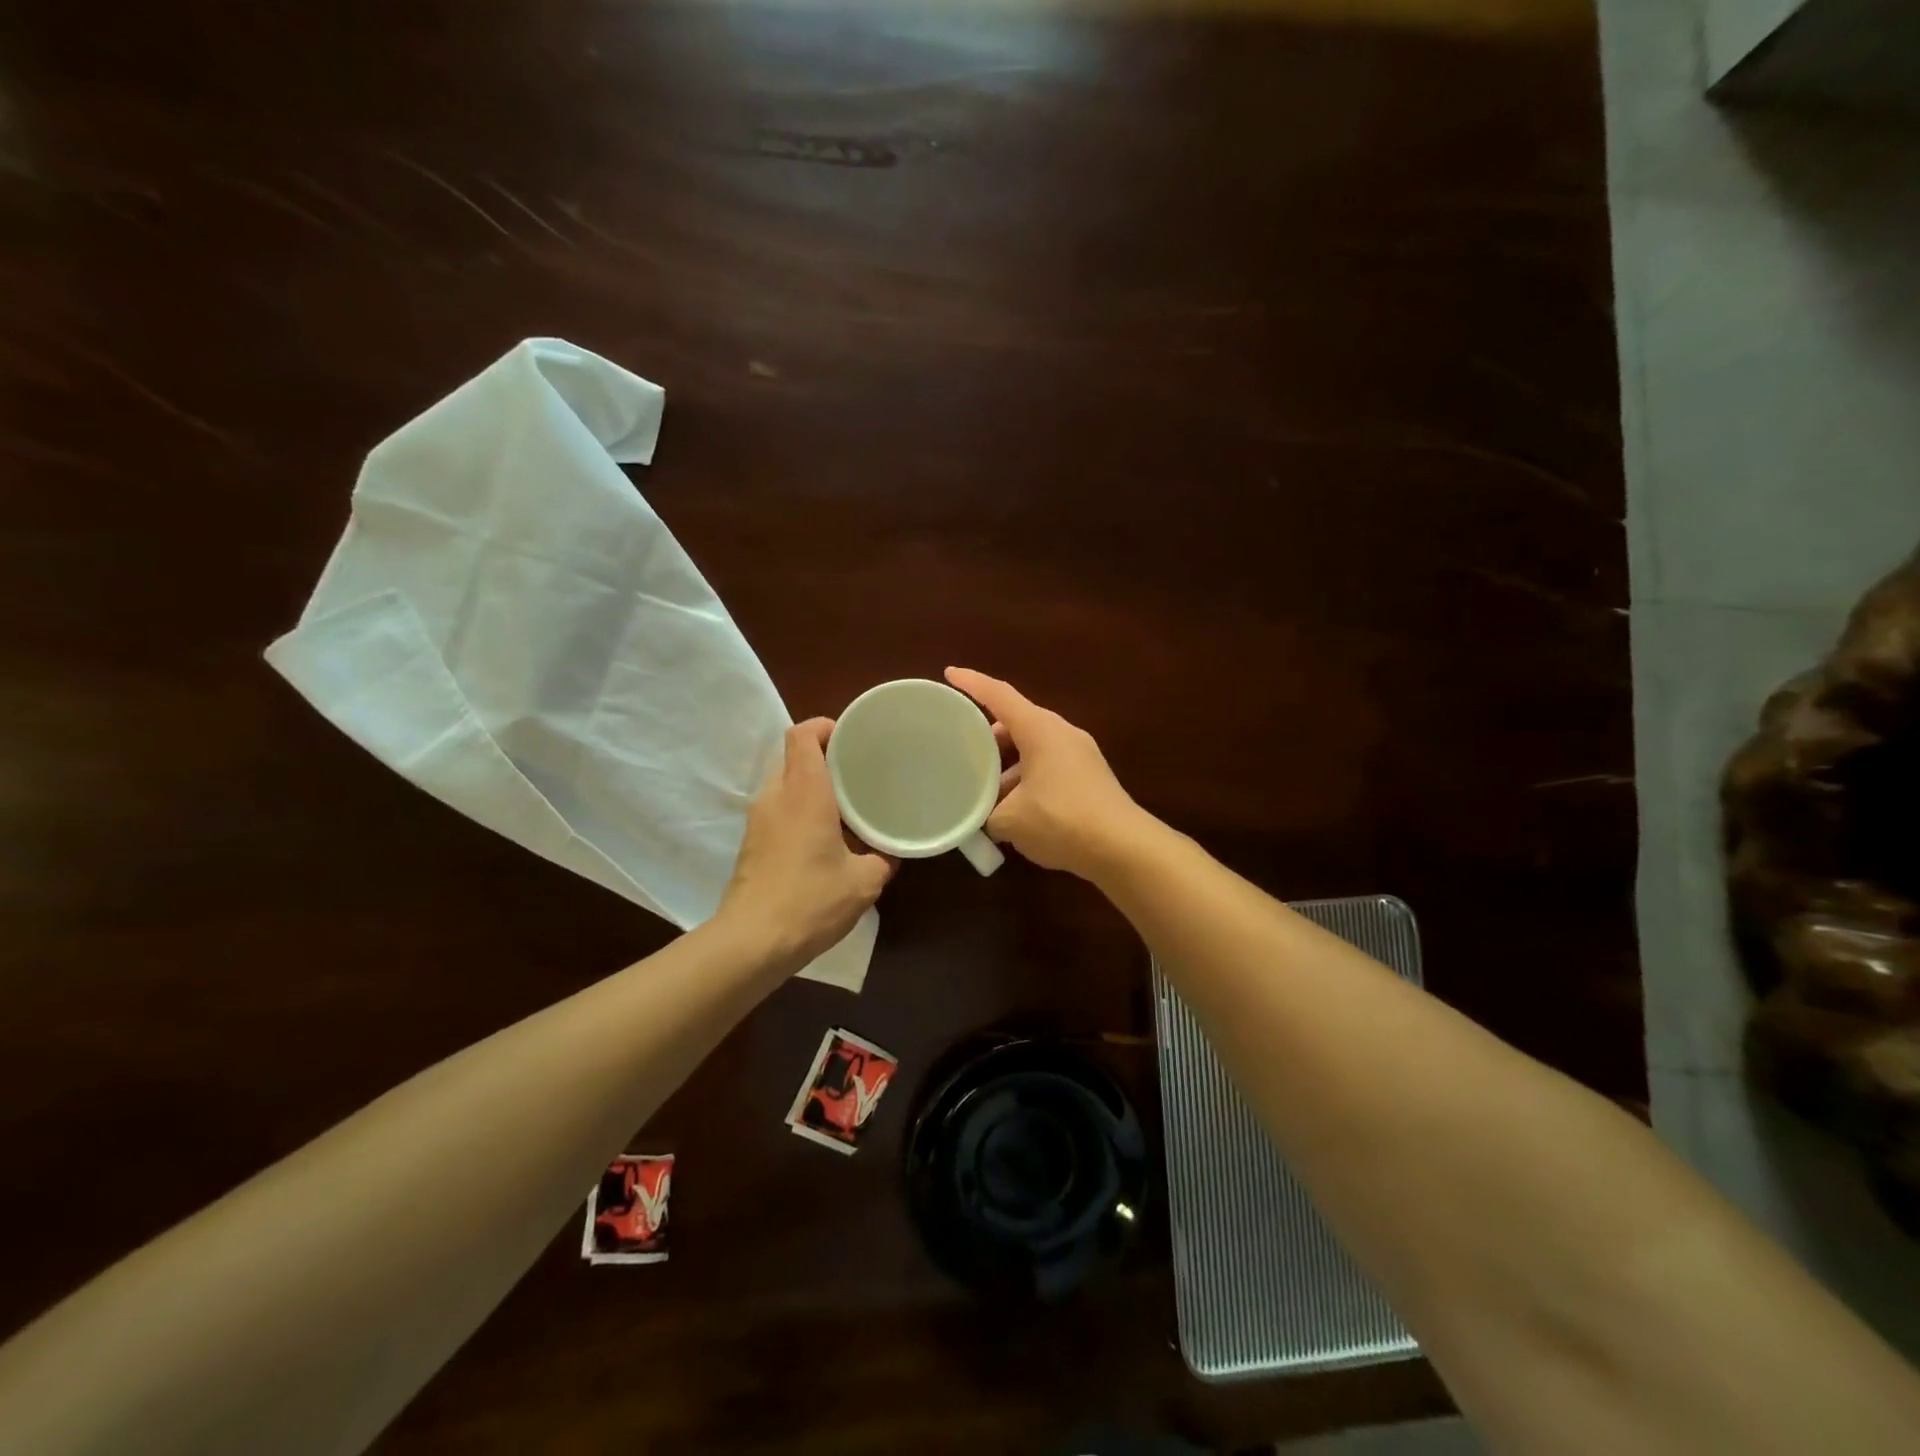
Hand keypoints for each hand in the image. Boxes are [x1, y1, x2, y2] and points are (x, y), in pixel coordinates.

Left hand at [717, 719, 894, 965]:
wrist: (752, 942)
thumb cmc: (811, 900)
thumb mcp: (864, 882)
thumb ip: (883, 859)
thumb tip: (891, 853)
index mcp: (804, 792)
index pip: (803, 735)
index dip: (825, 726)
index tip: (851, 737)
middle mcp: (776, 796)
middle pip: (794, 757)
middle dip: (825, 759)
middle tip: (858, 773)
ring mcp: (758, 820)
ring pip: (785, 785)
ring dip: (812, 788)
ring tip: (845, 806)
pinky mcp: (751, 843)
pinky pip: (778, 811)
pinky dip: (799, 811)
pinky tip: (824, 839)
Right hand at [945, 667, 1148, 879]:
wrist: (1123, 848)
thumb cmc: (1061, 821)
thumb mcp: (1010, 820)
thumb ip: (986, 814)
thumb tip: (984, 818)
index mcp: (1040, 730)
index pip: (999, 695)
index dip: (972, 683)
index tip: (950, 674)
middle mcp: (1062, 733)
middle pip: (1017, 723)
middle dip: (988, 737)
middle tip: (964, 755)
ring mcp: (1080, 755)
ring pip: (1034, 748)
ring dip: (1008, 765)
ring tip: (986, 793)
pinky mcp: (1090, 777)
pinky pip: (1049, 766)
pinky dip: (1027, 779)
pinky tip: (1015, 810)